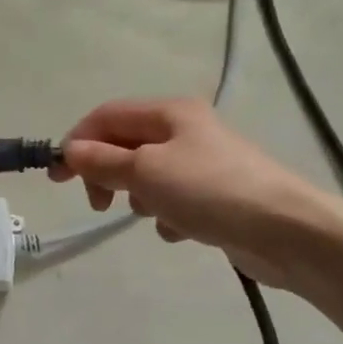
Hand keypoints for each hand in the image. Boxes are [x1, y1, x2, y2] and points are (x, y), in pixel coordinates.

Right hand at [53, 98, 342, 288]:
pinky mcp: (215, 196)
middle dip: (107, 173)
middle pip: (126, 145)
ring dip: (139, 197)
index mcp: (170, 112)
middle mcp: (186, 131)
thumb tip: (69, 151)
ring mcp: (202, 164)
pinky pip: (174, 201)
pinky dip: (168, 216)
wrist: (285, 230)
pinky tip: (181, 231)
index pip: (107, 116)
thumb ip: (103, 161)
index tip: (57, 178)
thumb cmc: (210, 191)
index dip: (77, 142)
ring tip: (154, 214)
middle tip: (100, 204)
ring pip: (148, 176)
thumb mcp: (147, 172)